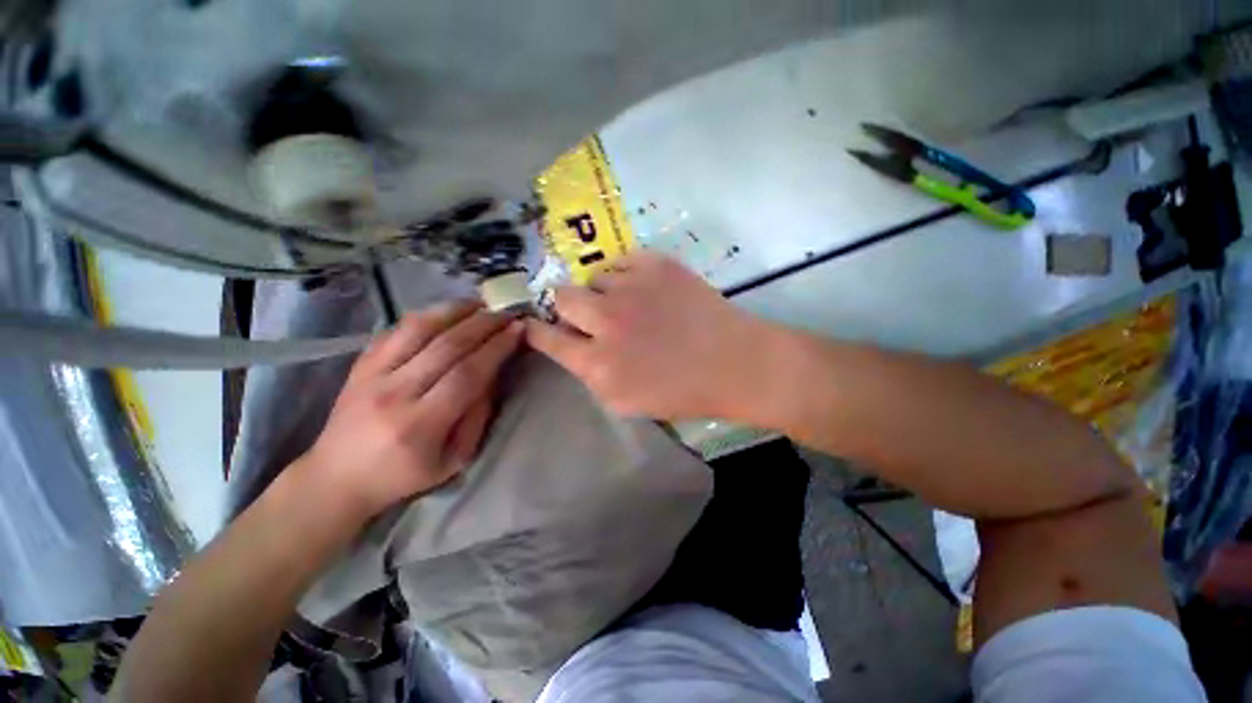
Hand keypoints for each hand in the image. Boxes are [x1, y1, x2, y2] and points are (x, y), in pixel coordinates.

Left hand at [300, 301, 522, 519]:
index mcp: (420, 424)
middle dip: (484, 324)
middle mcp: (394, 393)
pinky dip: (426, 316)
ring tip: (480, 304)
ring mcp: (371, 375)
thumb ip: (477, 416)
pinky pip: (395, 330)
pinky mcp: (359, 365)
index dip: (497, 347)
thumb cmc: (403, 476)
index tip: (518, 330)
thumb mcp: (454, 460)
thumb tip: (493, 374)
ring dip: (454, 311)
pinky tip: (446, 313)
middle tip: (507, 312)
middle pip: (446, 345)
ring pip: (418, 328)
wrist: (336, 479)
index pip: (467, 373)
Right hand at [526, 251, 765, 419]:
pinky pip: (622, 261)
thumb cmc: (682, 391)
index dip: (537, 329)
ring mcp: (631, 288)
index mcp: (598, 363)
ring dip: (605, 292)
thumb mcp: (626, 401)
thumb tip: (570, 346)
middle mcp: (606, 321)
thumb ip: (590, 375)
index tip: (535, 323)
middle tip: (591, 314)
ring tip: (630, 304)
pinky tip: (646, 290)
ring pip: (594, 277)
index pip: (546, 337)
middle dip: (569, 305)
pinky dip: (627, 276)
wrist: (733, 362)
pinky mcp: (655, 264)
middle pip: (562, 296)